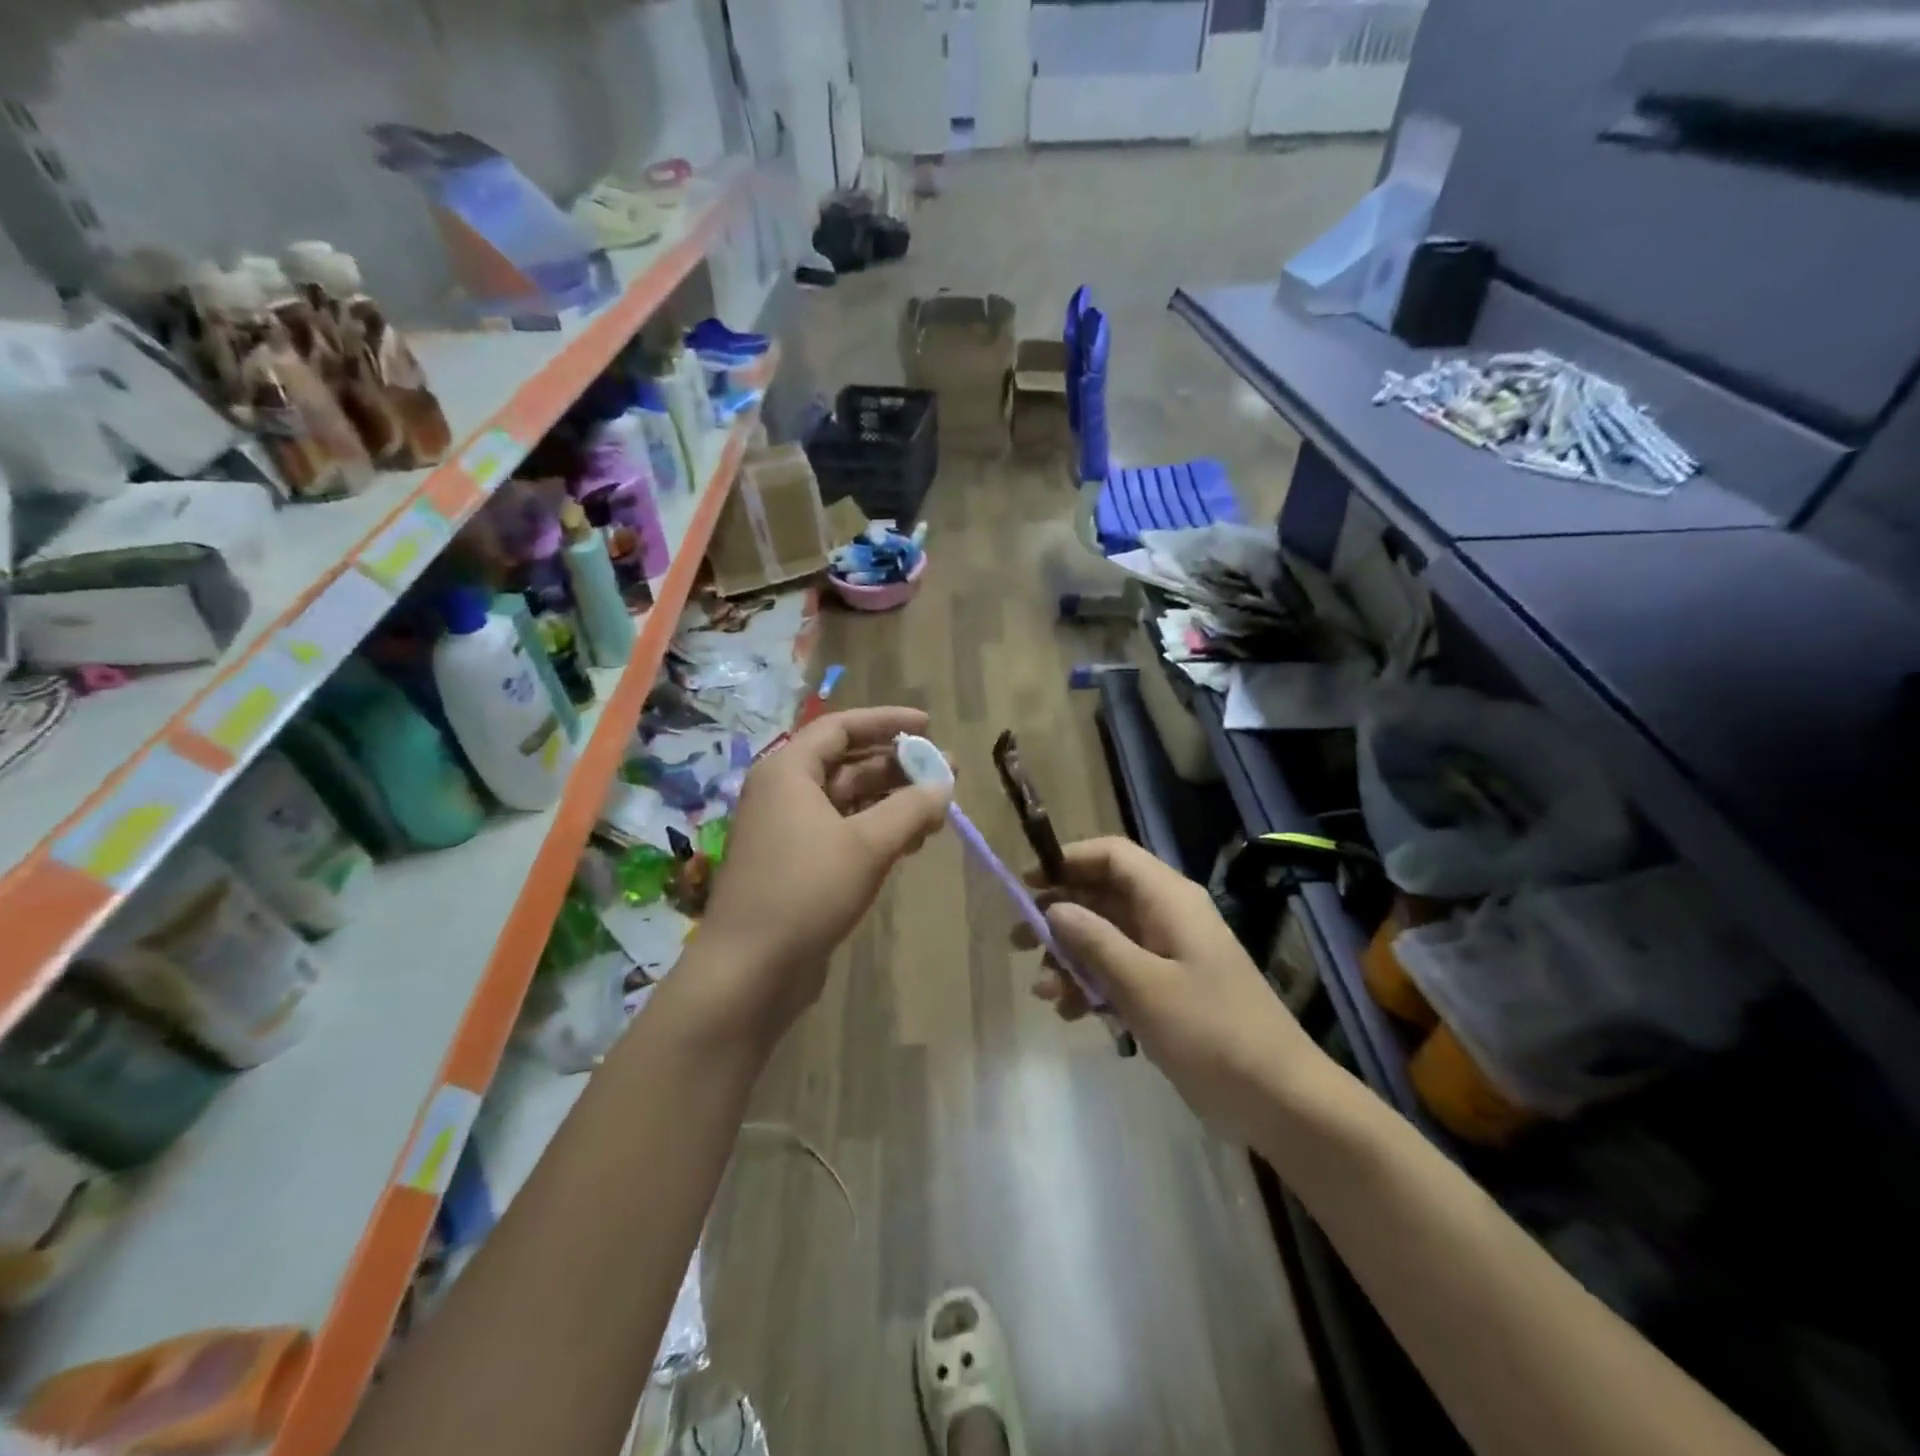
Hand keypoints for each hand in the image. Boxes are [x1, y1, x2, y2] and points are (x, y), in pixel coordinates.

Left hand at [698, 707, 949, 1040]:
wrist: (749, 970)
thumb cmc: (806, 891)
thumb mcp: (868, 844)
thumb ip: (911, 808)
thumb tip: (945, 784)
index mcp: (789, 771)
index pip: (841, 728)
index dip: (887, 722)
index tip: (929, 725)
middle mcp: (784, 792)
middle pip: (848, 763)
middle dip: (898, 767)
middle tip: (946, 773)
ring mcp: (788, 830)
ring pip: (849, 801)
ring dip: (892, 802)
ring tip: (937, 814)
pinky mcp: (796, 864)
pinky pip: (842, 831)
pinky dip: (876, 831)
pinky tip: (910, 845)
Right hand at [1018, 837, 1329, 1142]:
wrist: (1278, 1100)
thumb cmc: (1211, 1033)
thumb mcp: (1143, 985)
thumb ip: (1095, 941)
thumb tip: (1054, 908)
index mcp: (1169, 900)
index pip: (1112, 856)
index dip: (1067, 861)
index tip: (1026, 885)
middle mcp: (1167, 916)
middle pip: (1102, 896)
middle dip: (1059, 916)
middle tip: (1019, 941)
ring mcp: (1169, 955)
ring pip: (1105, 937)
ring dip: (1070, 959)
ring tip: (1043, 993)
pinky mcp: (1168, 990)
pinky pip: (1119, 971)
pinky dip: (1091, 985)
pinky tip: (1070, 1014)